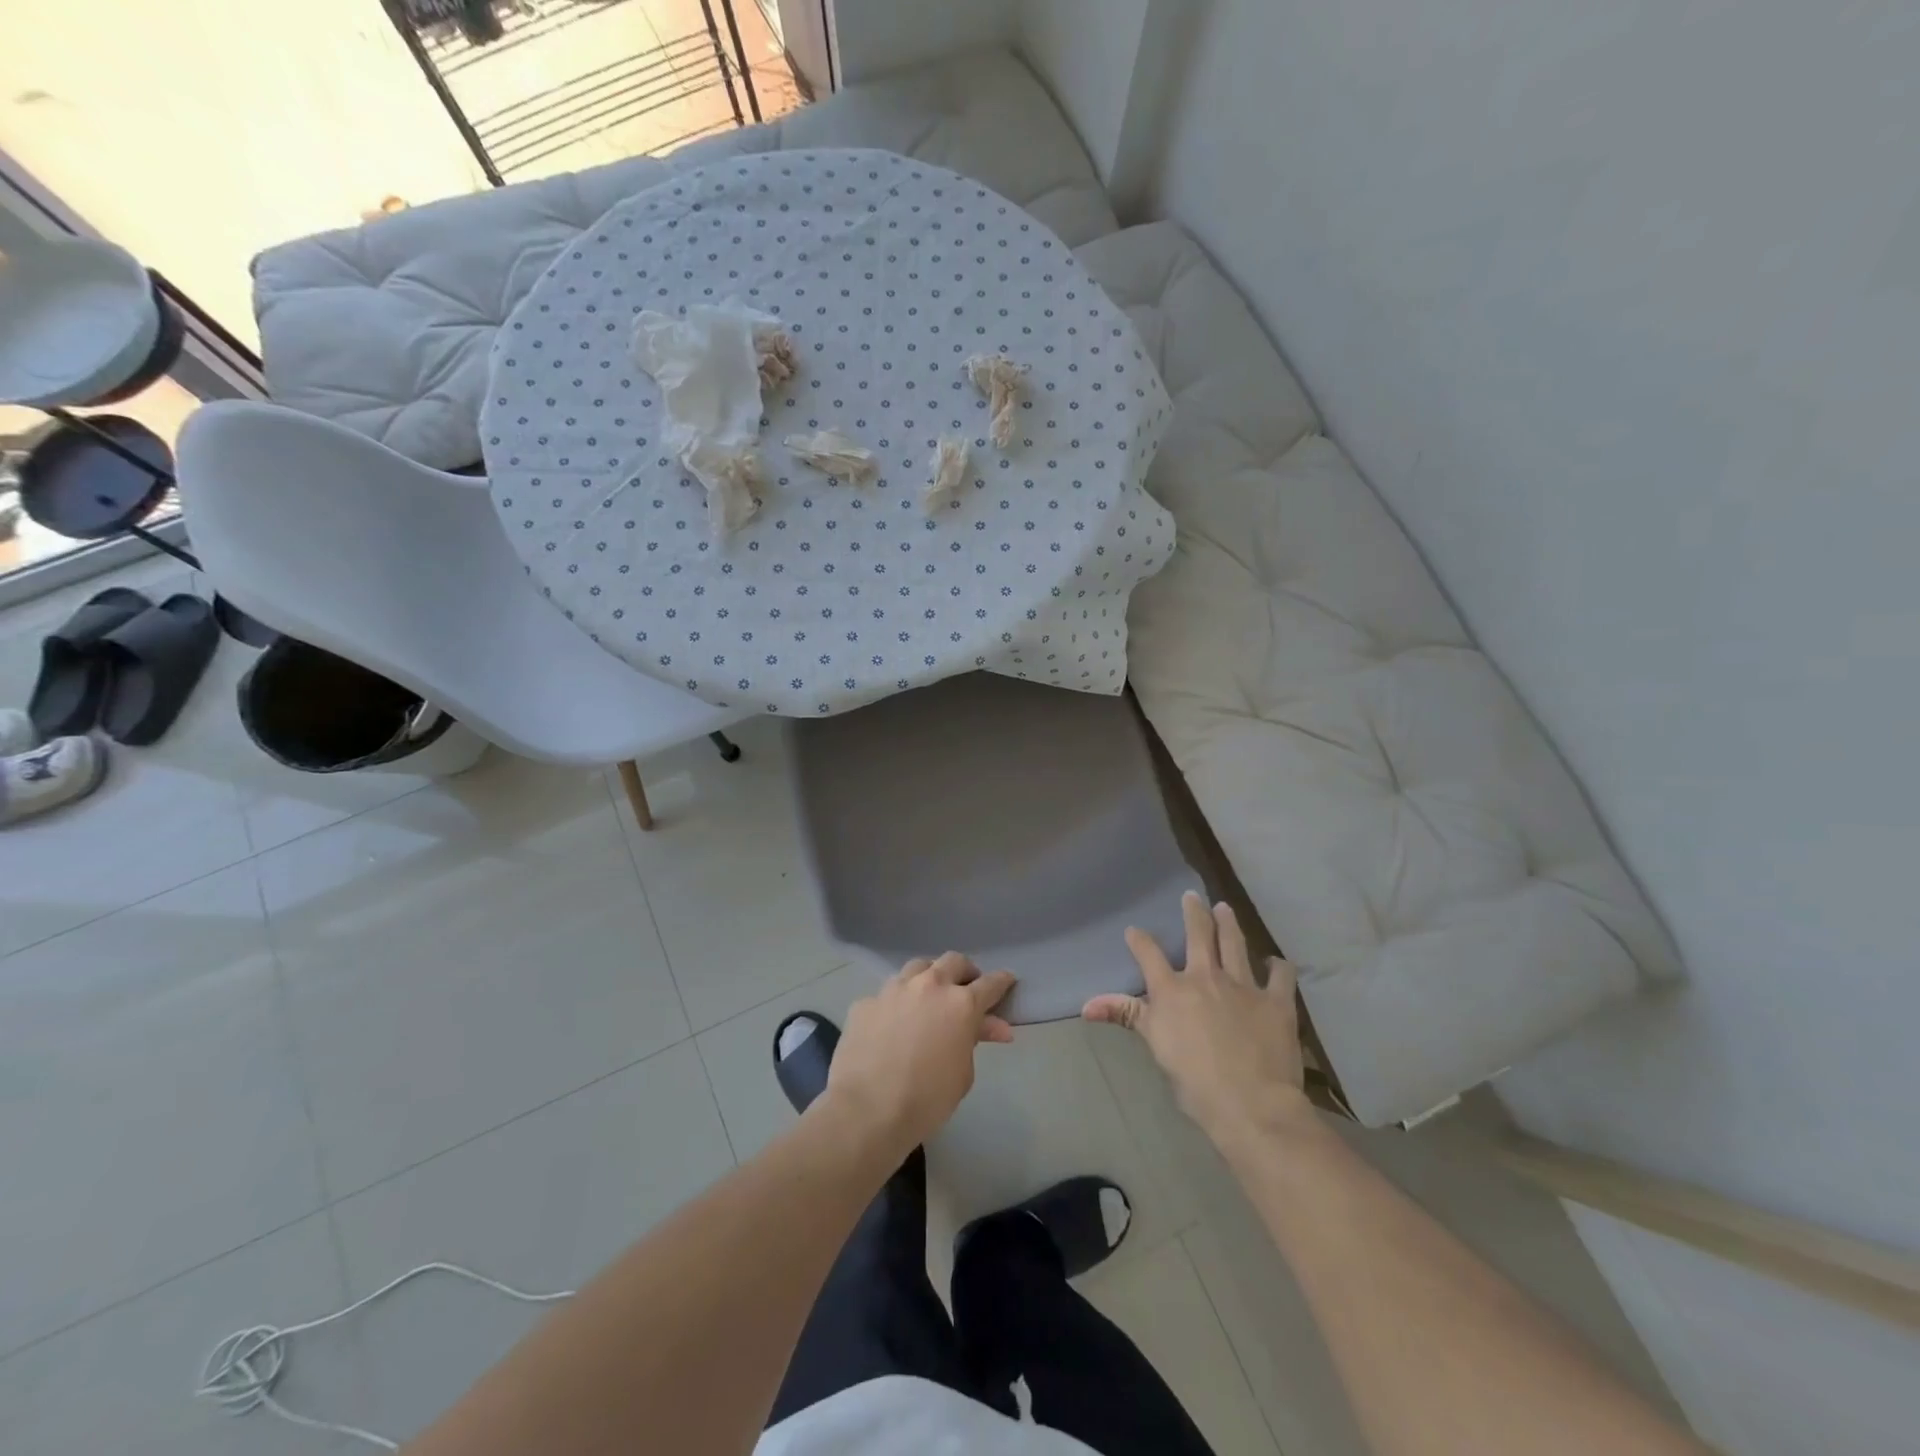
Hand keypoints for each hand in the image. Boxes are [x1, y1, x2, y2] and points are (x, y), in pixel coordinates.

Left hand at [823, 953, 1015, 1152]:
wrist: (867, 1110)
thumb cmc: (927, 1099)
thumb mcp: (963, 1074)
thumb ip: (973, 1041)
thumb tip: (989, 1026)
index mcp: (960, 1004)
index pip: (990, 983)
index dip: (1002, 981)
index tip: (1007, 980)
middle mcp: (929, 986)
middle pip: (953, 961)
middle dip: (965, 971)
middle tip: (966, 988)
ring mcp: (894, 989)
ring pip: (917, 967)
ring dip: (929, 977)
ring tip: (928, 996)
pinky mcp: (865, 1002)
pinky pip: (886, 994)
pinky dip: (896, 1003)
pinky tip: (891, 1023)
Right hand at [1084, 892, 1309, 1147]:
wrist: (1250, 1103)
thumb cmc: (1194, 1080)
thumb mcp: (1154, 1045)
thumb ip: (1125, 1016)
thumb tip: (1086, 1005)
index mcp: (1172, 989)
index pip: (1149, 954)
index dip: (1139, 940)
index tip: (1133, 930)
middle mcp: (1206, 977)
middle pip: (1198, 934)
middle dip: (1193, 912)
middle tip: (1192, 896)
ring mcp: (1243, 985)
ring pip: (1234, 943)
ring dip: (1229, 924)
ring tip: (1225, 909)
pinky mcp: (1276, 1001)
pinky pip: (1280, 975)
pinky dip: (1277, 966)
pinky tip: (1275, 963)